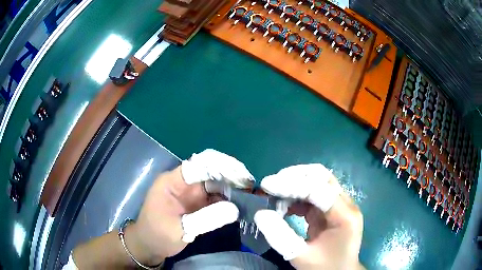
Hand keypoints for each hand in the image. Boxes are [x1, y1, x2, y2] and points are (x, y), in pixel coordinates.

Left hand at [127, 149, 253, 264]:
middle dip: (231, 175)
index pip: (199, 164)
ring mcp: (192, 193)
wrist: (150, 246)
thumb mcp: (178, 229)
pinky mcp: (198, 204)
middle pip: (210, 171)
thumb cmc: (157, 235)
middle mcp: (185, 183)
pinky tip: (242, 202)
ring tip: (251, 192)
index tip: (241, 175)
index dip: (221, 165)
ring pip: (216, 183)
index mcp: (173, 181)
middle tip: (251, 185)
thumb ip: (205, 219)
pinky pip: (216, 197)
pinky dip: (229, 199)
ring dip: (233, 186)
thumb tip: (235, 209)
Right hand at [254, 164, 363, 269]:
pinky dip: (296, 196)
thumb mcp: (301, 256)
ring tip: (274, 196)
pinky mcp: (332, 208)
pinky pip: (313, 194)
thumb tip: (260, 214)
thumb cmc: (325, 267)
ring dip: (294, 185)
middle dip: (294, 177)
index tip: (267, 185)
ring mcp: (340, 204)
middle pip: (321, 177)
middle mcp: (346, 204)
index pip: (319, 189)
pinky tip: (283, 206)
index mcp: (344, 216)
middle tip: (271, 185)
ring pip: (317, 181)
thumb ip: (280, 236)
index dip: (292, 184)